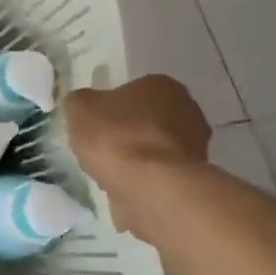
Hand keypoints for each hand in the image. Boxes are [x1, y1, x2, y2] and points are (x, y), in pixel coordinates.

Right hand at [64, 76, 209, 232]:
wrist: (151, 188)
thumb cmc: (115, 137)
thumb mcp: (80, 108)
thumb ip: (81, 102)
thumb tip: (84, 105)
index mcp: (163, 86)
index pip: (134, 90)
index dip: (111, 107)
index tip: (95, 124)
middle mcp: (188, 111)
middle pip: (148, 119)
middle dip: (128, 132)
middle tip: (101, 147)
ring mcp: (195, 147)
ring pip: (155, 149)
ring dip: (137, 158)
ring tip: (110, 172)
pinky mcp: (194, 180)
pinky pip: (160, 174)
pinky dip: (144, 180)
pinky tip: (124, 189)